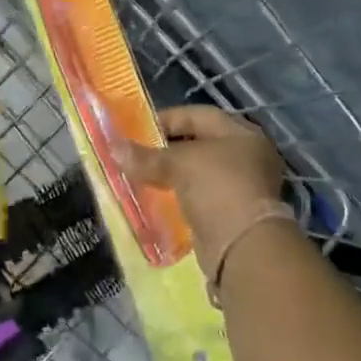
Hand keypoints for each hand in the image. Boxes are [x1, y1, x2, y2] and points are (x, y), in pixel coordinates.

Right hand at [118, 105, 288, 276]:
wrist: (242, 245)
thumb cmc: (217, 188)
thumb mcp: (178, 165)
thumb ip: (146, 156)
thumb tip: (113, 148)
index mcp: (241, 133)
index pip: (199, 115)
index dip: (167, 118)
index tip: (136, 129)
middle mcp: (246, 156)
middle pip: (198, 144)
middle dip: (166, 149)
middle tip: (135, 154)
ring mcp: (241, 186)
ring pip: (197, 173)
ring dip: (171, 175)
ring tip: (140, 177)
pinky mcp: (231, 213)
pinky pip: (198, 198)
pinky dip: (178, 197)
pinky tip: (155, 200)